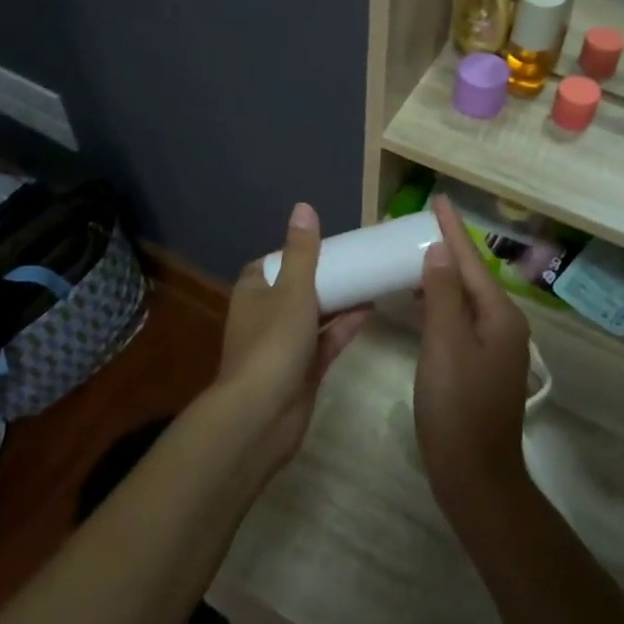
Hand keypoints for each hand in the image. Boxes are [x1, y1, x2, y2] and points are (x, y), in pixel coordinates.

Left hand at [217, 202, 370, 474]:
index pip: (272, 263)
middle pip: (296, 289)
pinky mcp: (302, 372)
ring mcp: (284, 347)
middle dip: (323, 277)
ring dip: (338, 301)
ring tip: (370, 280)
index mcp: (253, 292)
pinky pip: (326, 342)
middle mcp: (265, 316)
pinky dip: (344, 327)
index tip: (325, 243)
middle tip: (357, 260)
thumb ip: (303, 251)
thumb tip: (303, 207)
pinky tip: (370, 311)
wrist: (262, 416)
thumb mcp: (292, 289)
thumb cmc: (273, 343)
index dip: (296, 252)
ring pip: (314, 316)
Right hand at [413, 197, 535, 529]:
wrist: (475, 475)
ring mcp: (493, 348)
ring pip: (465, 299)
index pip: (471, 261)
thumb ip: (443, 295)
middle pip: (471, 277)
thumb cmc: (458, 407)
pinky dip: (439, 303)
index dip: (453, 230)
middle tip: (417, 226)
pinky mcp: (479, 366)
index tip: (438, 200)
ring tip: (413, 255)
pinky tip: (419, 301)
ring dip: (442, 276)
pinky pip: (459, 320)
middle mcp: (503, 326)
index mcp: (500, 316)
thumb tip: (440, 252)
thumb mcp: (445, 344)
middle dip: (447, 249)